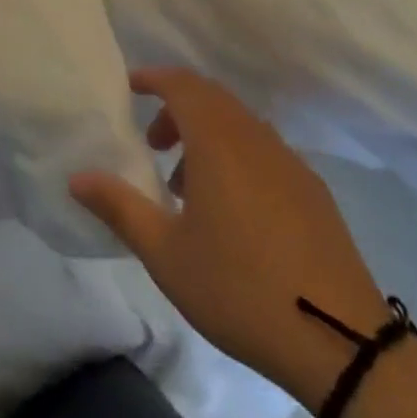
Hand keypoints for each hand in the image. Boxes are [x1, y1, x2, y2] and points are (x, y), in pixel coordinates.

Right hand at [69, 68, 389, 408]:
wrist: (339, 339)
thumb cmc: (240, 287)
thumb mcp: (166, 254)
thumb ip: (119, 207)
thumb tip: (77, 177)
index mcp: (217, 139)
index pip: (181, 83)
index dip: (153, 78)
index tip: (130, 88)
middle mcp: (254, 136)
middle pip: (211, 98)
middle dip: (177, 108)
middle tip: (154, 143)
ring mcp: (289, 161)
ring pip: (239, 124)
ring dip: (207, 135)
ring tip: (188, 186)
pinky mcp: (313, 190)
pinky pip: (264, 150)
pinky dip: (237, 156)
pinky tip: (234, 209)